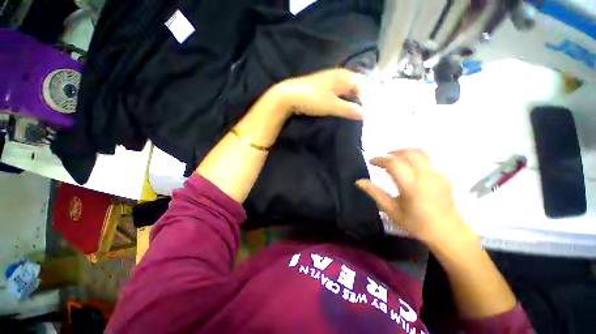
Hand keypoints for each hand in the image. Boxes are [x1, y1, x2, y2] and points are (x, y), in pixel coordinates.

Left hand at [273, 69, 366, 119]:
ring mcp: (330, 81)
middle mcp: (339, 75)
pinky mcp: (323, 88)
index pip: (364, 84)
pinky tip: (344, 108)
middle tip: (367, 112)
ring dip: (353, 100)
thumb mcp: (332, 105)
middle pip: (357, 86)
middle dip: (362, 98)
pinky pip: (339, 93)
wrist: (289, 96)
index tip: (372, 110)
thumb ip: (349, 109)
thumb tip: (365, 114)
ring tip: (358, 112)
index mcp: (344, 76)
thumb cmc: (312, 99)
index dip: (369, 96)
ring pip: (348, 90)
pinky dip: (344, 100)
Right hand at [356, 149, 468, 243]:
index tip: (371, 162)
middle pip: (408, 153)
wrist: (448, 233)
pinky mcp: (444, 176)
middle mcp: (425, 175)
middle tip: (382, 161)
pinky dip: (414, 158)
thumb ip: (374, 193)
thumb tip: (359, 181)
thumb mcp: (391, 210)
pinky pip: (427, 160)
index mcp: (411, 185)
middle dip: (392, 153)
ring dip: (403, 153)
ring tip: (394, 161)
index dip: (380, 159)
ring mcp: (437, 174)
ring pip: (419, 153)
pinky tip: (409, 169)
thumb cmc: (416, 223)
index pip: (393, 163)